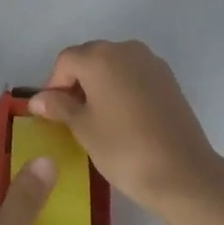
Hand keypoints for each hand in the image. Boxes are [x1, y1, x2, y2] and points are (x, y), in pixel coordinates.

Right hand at [28, 40, 223, 215]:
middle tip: (73, 116)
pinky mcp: (169, 79)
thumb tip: (38, 99)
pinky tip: (125, 118)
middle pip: (90, 58)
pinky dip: (124, 89)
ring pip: (114, 66)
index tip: (53, 113)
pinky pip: (135, 76)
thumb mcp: (83, 129)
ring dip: (101, 84)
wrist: (185, 175)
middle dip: (77, 82)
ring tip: (100, 118)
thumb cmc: (124, 149)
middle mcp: (124, 49)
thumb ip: (59, 107)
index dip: (54, 85)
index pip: (65, 61)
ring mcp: (151, 62)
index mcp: (99, 56)